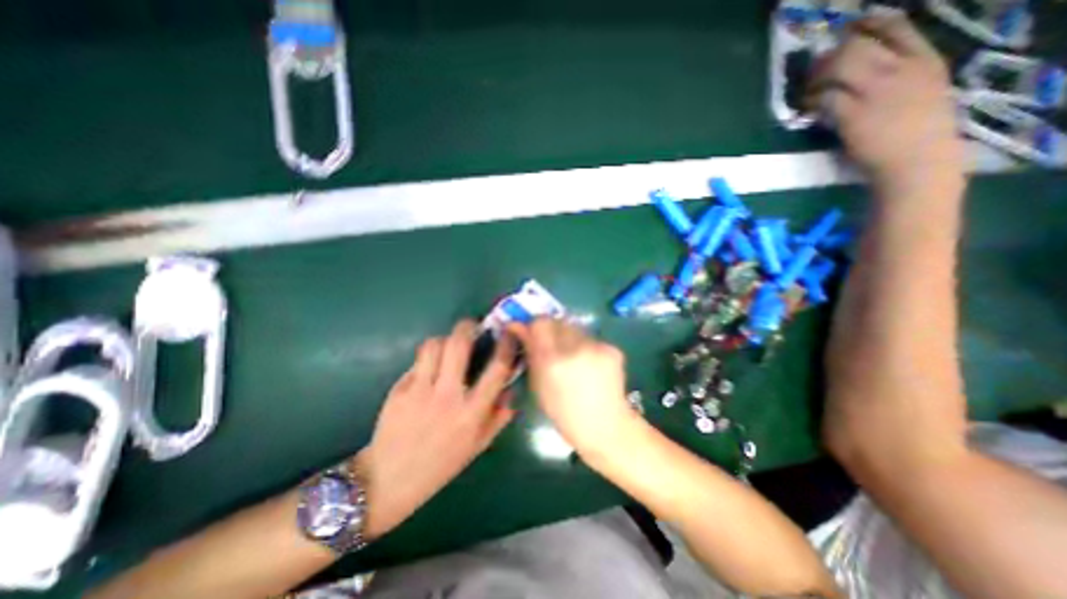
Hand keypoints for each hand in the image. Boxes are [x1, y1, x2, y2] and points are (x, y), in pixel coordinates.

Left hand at [355, 320, 519, 539]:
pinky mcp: (400, 389)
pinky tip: (428, 370)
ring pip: (434, 345)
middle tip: (472, 325)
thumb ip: (499, 417)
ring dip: (444, 340)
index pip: (497, 368)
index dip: (506, 345)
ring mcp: (421, 390)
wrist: (389, 479)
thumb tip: (510, 389)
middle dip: (467, 326)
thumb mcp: (478, 445)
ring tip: (448, 346)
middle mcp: (448, 396)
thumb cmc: (441, 464)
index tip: (510, 332)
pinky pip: (418, 362)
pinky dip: (427, 359)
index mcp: (472, 412)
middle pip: (458, 345)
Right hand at [506, 321, 632, 456]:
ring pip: (575, 328)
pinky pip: (591, 339)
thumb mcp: (538, 385)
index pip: (540, 322)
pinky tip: (589, 364)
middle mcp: (575, 348)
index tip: (530, 332)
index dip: (533, 325)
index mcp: (552, 360)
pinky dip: (585, 346)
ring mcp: (597, 347)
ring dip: (568, 337)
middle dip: (550, 329)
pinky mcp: (612, 348)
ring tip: (571, 357)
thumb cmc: (564, 412)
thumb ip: (530, 352)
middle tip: (550, 344)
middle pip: (557, 320)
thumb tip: (518, 327)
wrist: (605, 426)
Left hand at [809, 14, 968, 195]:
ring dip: (815, 80)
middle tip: (814, 73)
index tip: (845, 31)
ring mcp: (876, 91)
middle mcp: (900, 68)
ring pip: (837, 68)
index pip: (896, 26)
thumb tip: (859, 75)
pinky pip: (825, 99)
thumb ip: (897, 76)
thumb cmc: (918, 133)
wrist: (917, 160)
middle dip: (828, 58)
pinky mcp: (853, 114)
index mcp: (924, 59)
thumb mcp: (922, 90)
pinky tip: (807, 112)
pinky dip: (812, 103)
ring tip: (808, 94)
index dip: (865, 25)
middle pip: (856, 46)